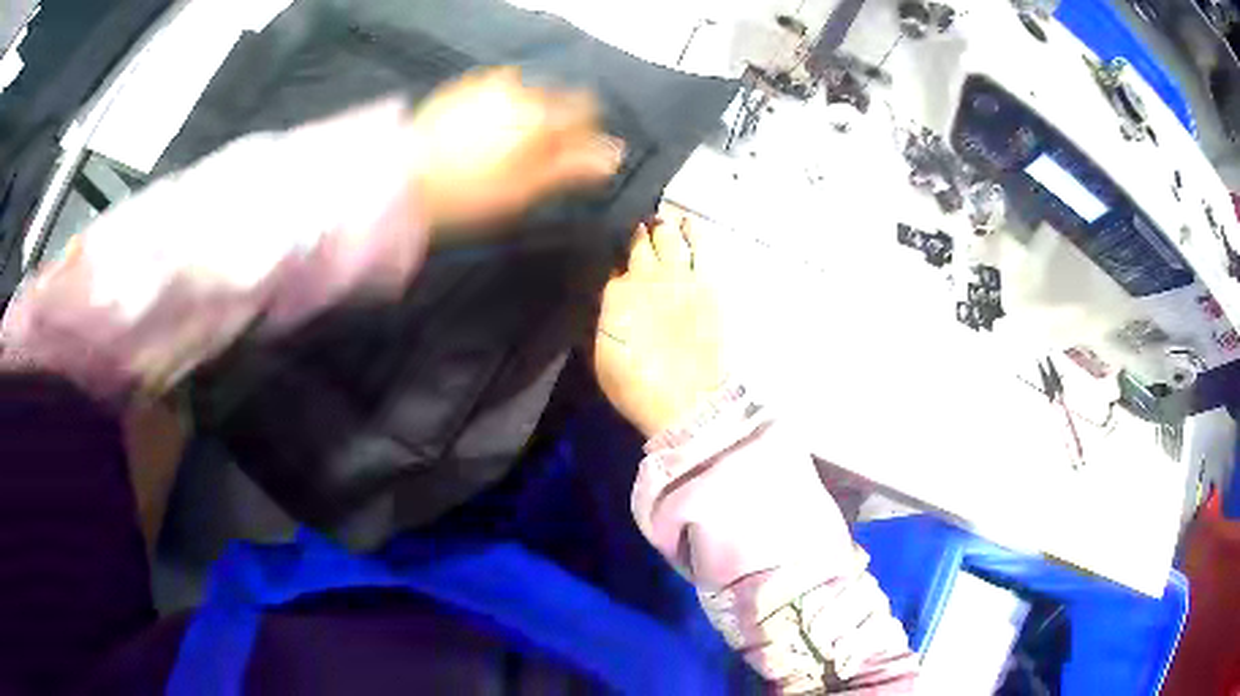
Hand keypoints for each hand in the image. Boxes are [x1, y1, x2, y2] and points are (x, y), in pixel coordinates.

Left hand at [407, 66, 624, 230]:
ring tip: (506, 145)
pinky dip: (500, 106)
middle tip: (536, 157)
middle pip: (555, 97)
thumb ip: (573, 168)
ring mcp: (486, 85)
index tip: (574, 156)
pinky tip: (482, 130)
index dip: (587, 131)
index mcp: (541, 115)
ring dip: (527, 111)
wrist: (400, 182)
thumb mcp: (525, 192)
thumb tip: (616, 154)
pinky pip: (495, 90)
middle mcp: (519, 90)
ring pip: (526, 91)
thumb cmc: (469, 195)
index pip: (586, 109)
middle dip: (556, 121)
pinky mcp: (460, 88)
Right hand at [595, 207, 724, 437]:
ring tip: (659, 218)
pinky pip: (700, 246)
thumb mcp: (600, 355)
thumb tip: (605, 291)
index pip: (609, 260)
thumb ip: (602, 317)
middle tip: (633, 224)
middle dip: (634, 230)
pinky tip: (688, 222)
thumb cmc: (636, 386)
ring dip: (661, 224)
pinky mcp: (707, 283)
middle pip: (637, 240)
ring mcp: (679, 276)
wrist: (687, 402)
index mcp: (615, 293)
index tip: (608, 246)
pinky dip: (693, 231)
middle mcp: (645, 275)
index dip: (609, 251)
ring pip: (668, 235)